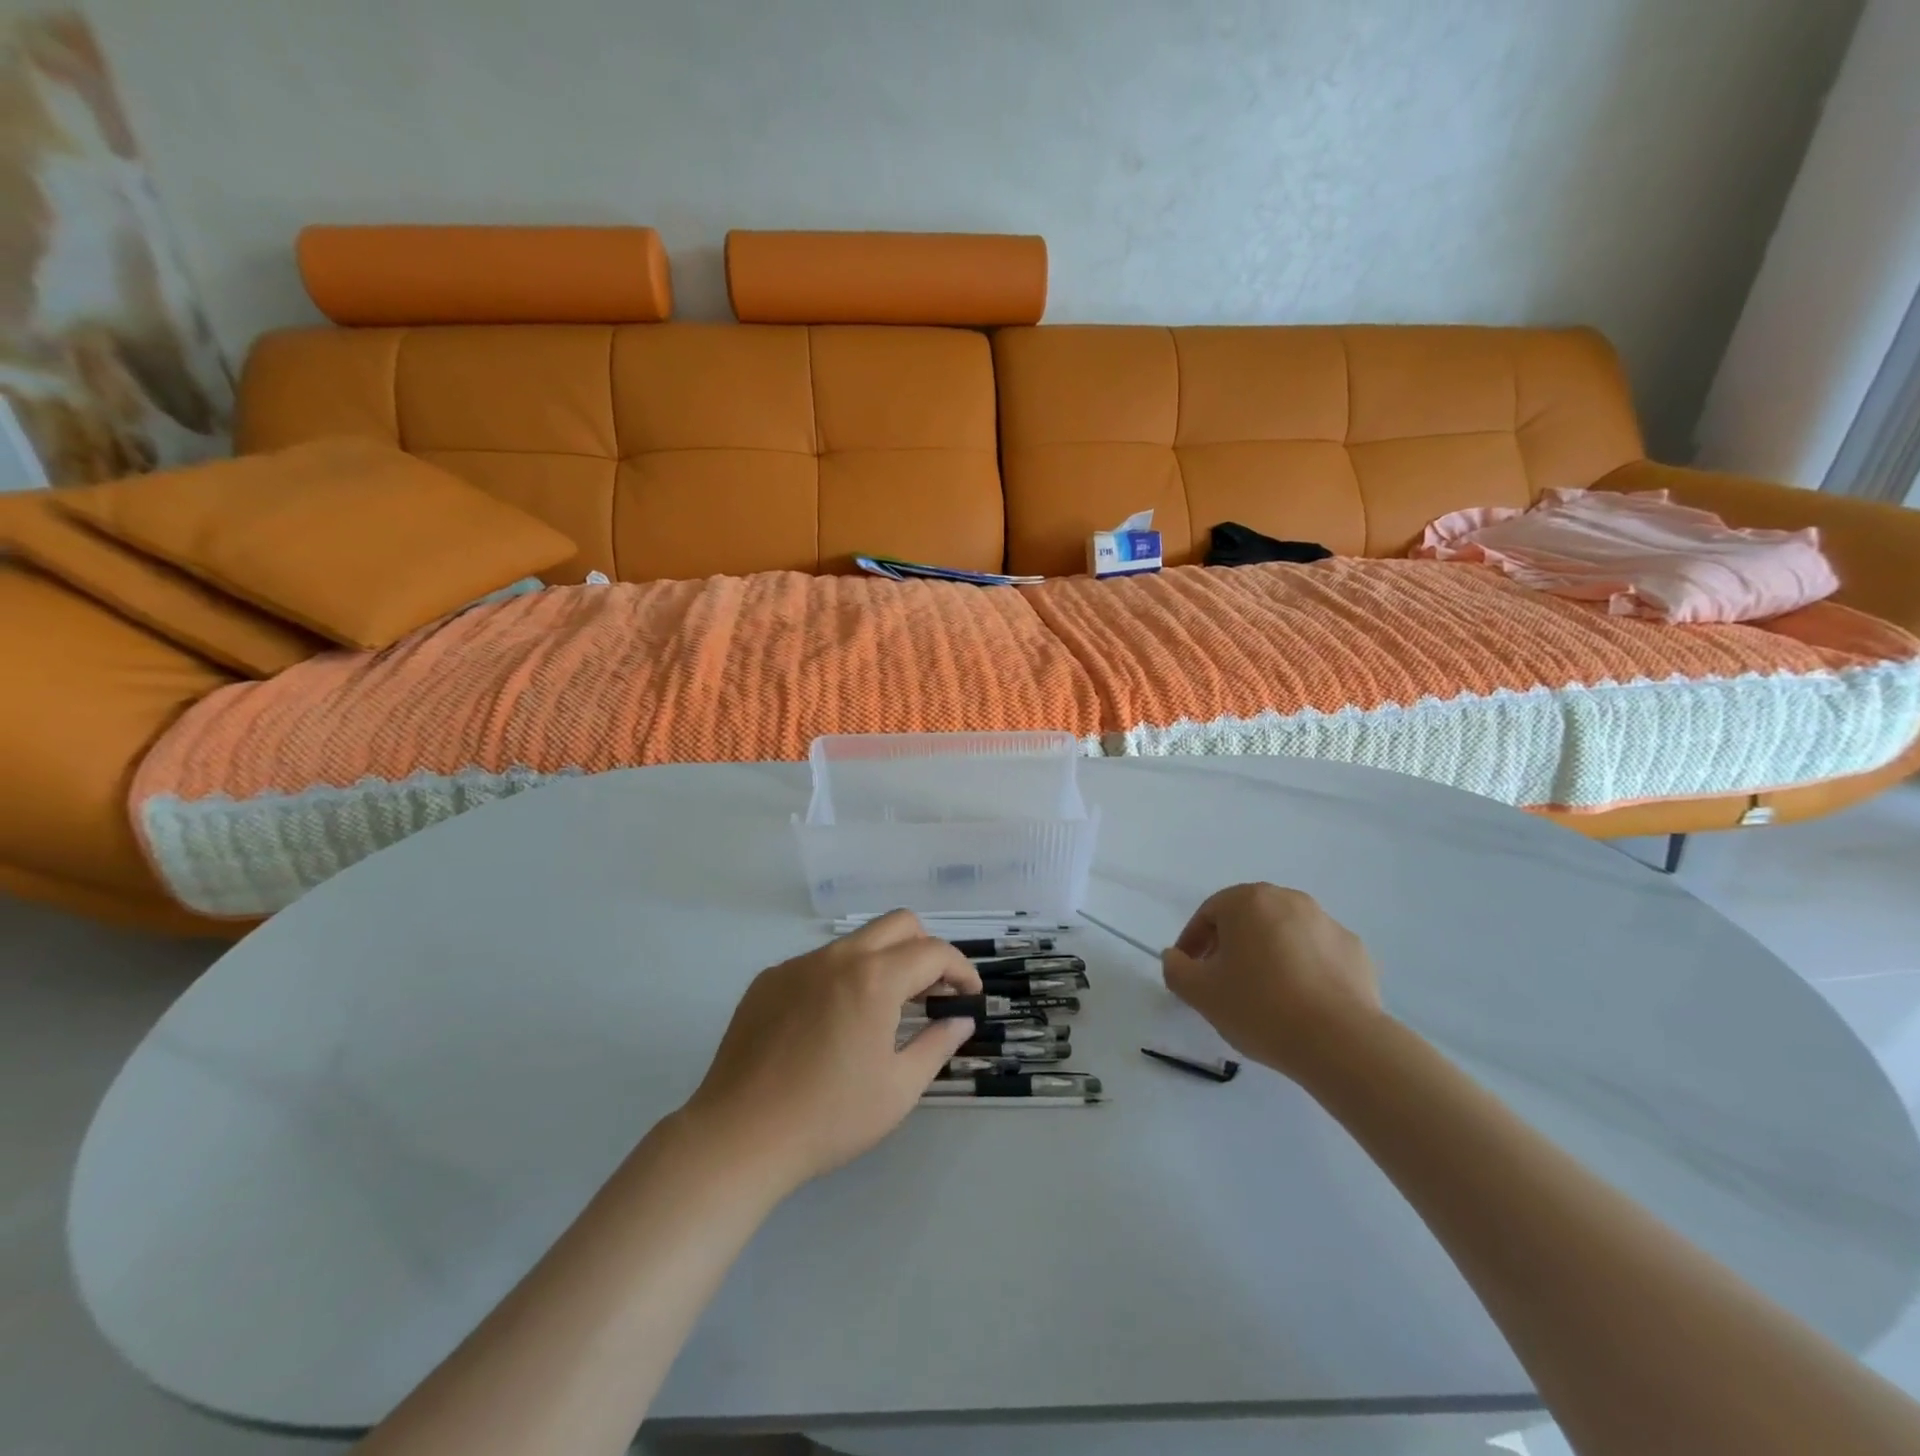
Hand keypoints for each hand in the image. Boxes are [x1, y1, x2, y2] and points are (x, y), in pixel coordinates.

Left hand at [682, 911, 981, 1193]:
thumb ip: (937, 1044)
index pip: (933, 952)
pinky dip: (842, 977)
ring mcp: (798, 964)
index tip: (969, 996)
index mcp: (874, 978)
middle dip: (925, 949)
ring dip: (883, 962)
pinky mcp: (768, 980)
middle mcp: (837, 956)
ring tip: (884, 1010)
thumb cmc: (829, 1117)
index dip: (961, 970)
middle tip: (931, 992)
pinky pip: (818, 962)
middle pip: (898, 924)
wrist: (739, 1136)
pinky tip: (832, 1023)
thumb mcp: (898, 1089)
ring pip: (856, 941)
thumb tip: (960, 1020)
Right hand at [1161, 883, 1382, 1078]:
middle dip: (1230, 946)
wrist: (1341, 1042)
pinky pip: (1316, 954)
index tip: (1189, 972)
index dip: (1192, 943)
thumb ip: (1176, 969)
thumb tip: (1176, 957)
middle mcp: (1288, 899)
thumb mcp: (1199, 993)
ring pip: (1283, 934)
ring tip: (1263, 995)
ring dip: (1267, 955)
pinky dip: (1303, 969)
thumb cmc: (1260, 1007)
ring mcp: (1327, 923)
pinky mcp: (1355, 951)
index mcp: (1248, 901)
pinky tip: (1300, 1002)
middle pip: (1247, 919)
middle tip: (1222, 982)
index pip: (1208, 914)